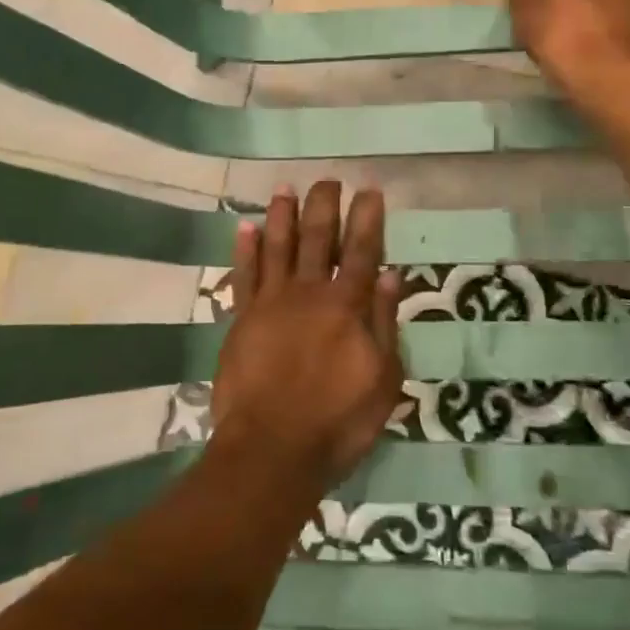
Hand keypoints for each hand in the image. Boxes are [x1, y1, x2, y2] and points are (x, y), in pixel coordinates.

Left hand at [210, 181, 404, 496]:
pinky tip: (247, 227)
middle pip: (316, 238)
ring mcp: (271, 303)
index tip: (369, 188)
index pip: (361, 250)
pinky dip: (246, 249)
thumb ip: (383, 323)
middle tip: (328, 179)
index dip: (367, 218)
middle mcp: (308, 293)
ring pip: (278, 247)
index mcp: (346, 306)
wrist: (272, 450)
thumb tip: (388, 275)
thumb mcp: (382, 380)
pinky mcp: (241, 319)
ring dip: (283, 215)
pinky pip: (243, 275)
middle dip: (324, 205)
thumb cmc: (337, 421)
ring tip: (286, 188)